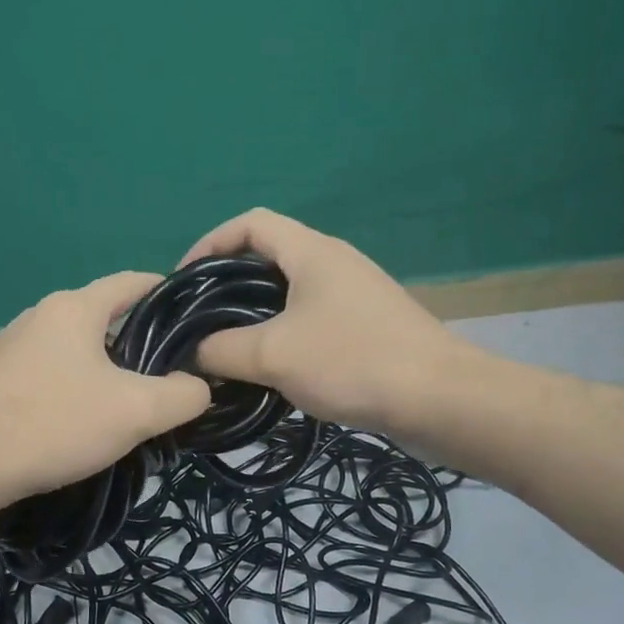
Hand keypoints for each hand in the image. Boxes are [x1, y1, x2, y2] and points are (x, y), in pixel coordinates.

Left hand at [0, 271, 212, 504]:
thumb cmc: (54, 424)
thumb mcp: (135, 412)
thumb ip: (183, 395)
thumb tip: (199, 386)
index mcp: (74, 307)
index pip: (133, 282)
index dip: (169, 296)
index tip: (195, 324)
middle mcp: (40, 314)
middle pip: (105, 318)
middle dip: (140, 344)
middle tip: (167, 380)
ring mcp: (11, 345)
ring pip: (76, 349)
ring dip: (106, 370)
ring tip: (128, 407)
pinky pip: (49, 371)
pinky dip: (73, 387)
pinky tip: (78, 422)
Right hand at [181, 208, 486, 436]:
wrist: (440, 400)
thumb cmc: (352, 361)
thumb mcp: (272, 355)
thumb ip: (221, 349)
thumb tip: (191, 353)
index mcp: (311, 252)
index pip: (250, 223)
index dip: (210, 242)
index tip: (184, 279)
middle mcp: (334, 262)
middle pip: (268, 256)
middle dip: (227, 283)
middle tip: (200, 318)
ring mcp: (354, 294)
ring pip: (289, 292)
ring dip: (254, 313)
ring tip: (226, 346)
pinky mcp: (367, 326)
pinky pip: (311, 318)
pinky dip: (282, 333)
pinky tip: (270, 368)